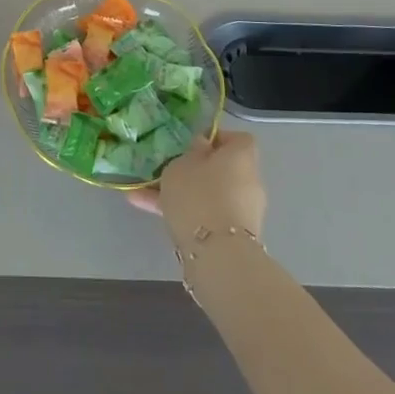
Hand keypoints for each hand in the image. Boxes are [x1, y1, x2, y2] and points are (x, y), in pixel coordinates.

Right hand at [127, 131, 265, 244]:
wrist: (217, 255)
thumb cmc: (199, 195)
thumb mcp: (183, 164)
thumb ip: (192, 152)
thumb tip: (203, 147)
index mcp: (241, 157)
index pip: (238, 139)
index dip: (217, 138)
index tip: (194, 143)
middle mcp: (249, 182)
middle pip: (222, 169)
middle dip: (196, 170)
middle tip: (169, 170)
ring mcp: (243, 211)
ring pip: (209, 194)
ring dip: (183, 193)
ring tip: (145, 193)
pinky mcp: (233, 236)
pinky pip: (206, 215)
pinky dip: (183, 212)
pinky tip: (148, 210)